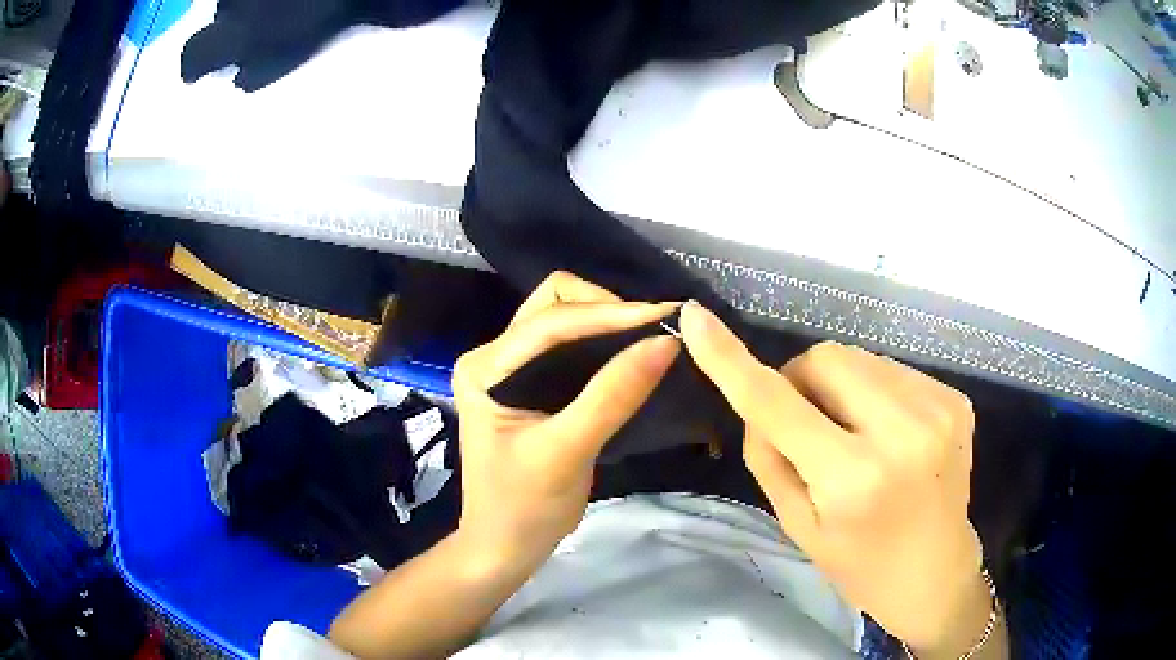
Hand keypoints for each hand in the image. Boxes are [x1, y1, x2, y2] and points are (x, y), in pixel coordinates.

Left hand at [452, 271, 678, 566]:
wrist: (504, 547)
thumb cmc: (524, 508)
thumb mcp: (567, 452)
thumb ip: (612, 396)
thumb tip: (664, 342)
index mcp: (485, 367)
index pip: (551, 321)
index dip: (609, 314)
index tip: (665, 317)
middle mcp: (493, 356)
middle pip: (553, 304)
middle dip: (606, 308)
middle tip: (654, 330)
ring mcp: (510, 368)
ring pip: (563, 320)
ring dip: (606, 321)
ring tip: (650, 337)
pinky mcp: (530, 385)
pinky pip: (569, 346)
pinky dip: (602, 342)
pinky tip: (630, 354)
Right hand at [679, 301, 990, 655]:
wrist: (935, 573)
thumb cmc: (859, 563)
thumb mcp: (798, 524)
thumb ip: (768, 455)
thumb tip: (758, 396)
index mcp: (853, 478)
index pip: (777, 403)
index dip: (731, 360)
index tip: (696, 319)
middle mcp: (902, 432)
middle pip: (825, 357)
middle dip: (802, 382)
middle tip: (809, 428)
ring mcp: (937, 409)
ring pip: (860, 357)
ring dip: (842, 387)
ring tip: (856, 436)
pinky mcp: (956, 398)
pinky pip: (893, 369)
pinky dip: (876, 393)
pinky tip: (889, 434)